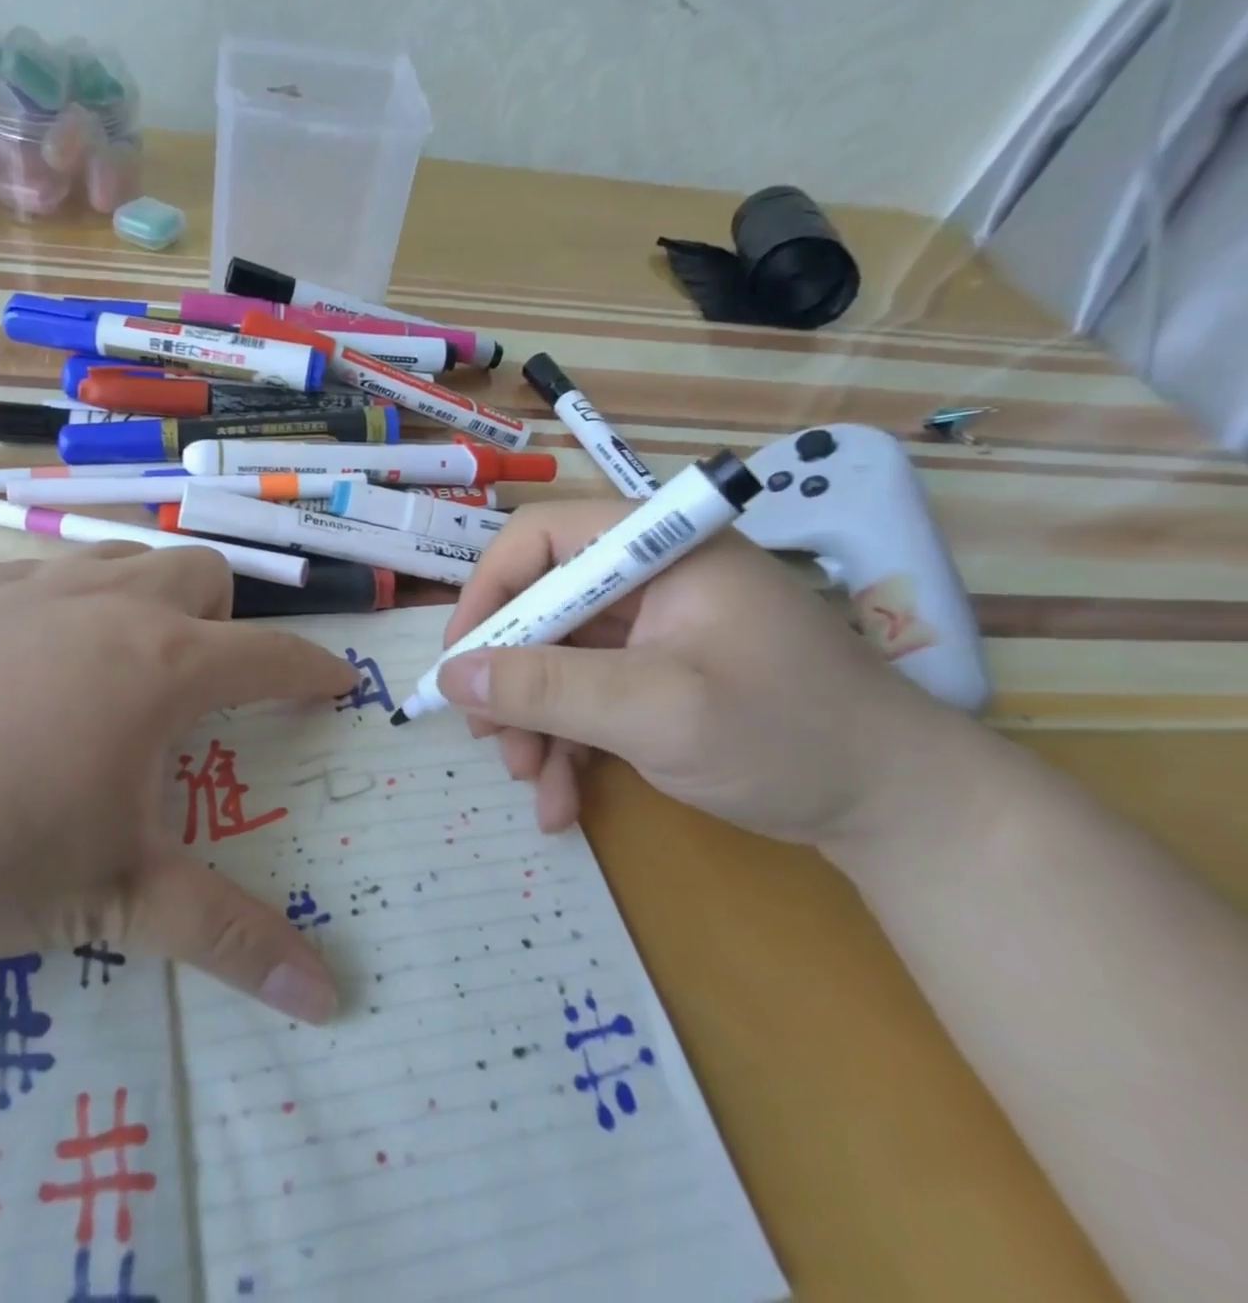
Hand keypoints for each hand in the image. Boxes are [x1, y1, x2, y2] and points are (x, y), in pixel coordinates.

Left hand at [0, 547, 357, 1021]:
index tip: (336, 682)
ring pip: (129, 559)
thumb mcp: (112, 900)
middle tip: (200, 685)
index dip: (314, 669)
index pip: (272, 653)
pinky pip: (54, 574)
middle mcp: (108, 604)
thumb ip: (226, 937)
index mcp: (160, 666)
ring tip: (121, 667)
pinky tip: (27, 668)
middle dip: (226, 619)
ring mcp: (32, 585)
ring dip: (152, 600)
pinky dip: (75, 605)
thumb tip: (327, 1000)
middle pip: (206, 573)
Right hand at [437, 499, 981, 843]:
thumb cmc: (787, 735)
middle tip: (489, 738)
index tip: (462, 661)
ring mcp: (651, 629)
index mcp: (656, 548)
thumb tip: (452, 674)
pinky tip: (561, 800)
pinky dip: (566, 744)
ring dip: (533, 722)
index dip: (488, 593)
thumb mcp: (656, 710)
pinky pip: (585, 696)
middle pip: (540, 607)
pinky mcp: (654, 675)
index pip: (539, 539)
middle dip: (511, 680)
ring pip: (555, 660)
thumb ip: (548, 687)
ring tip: (530, 782)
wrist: (897, 810)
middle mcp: (646, 577)